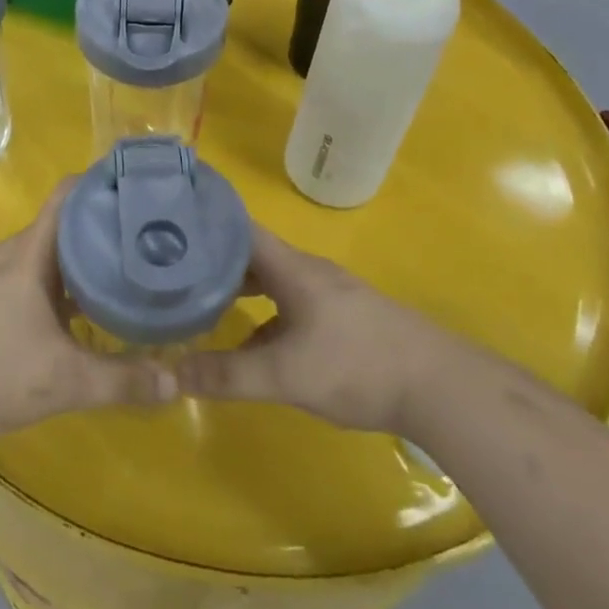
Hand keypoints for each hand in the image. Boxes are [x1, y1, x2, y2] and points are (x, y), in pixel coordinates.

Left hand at [0, 181, 176, 446]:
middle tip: (155, 236)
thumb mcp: (61, 380)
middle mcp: (15, 254)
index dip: (106, 181)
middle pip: (67, 223)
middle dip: (108, 225)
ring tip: (130, 269)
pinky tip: (87, 312)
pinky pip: (37, 278)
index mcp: (31, 251)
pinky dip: (67, 284)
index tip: (146, 186)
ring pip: (52, 254)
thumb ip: (120, 381)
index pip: (71, 193)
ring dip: (87, 257)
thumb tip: (176, 382)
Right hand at [177, 226, 432, 433]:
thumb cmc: (357, 366)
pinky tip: (252, 346)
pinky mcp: (342, 319)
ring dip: (239, 288)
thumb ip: (228, 374)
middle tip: (173, 270)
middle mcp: (307, 271)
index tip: (168, 225)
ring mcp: (328, 294)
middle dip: (213, 259)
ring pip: (272, 281)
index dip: (204, 221)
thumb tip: (170, 374)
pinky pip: (290, 304)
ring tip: (202, 303)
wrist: (440, 387)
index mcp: (292, 268)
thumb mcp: (286, 374)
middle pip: (252, 253)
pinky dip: (264, 315)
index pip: (239, 227)